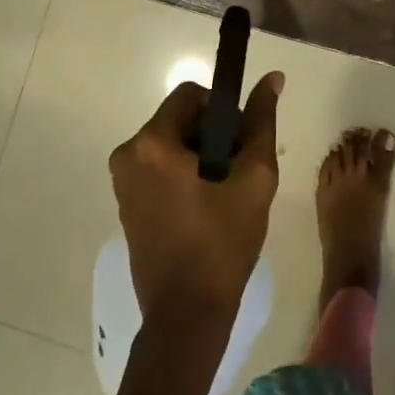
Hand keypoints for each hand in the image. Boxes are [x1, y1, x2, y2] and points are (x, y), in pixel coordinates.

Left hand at [109, 73, 284, 329]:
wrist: (187, 316)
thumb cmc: (222, 245)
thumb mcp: (254, 179)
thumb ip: (261, 123)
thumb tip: (272, 78)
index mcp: (152, 143)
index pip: (191, 95)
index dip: (223, 112)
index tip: (240, 145)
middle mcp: (128, 154)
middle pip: (179, 119)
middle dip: (212, 137)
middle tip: (236, 174)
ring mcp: (122, 180)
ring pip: (171, 144)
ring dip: (200, 157)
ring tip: (223, 195)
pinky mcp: (125, 202)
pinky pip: (158, 168)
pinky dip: (183, 175)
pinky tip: (204, 208)